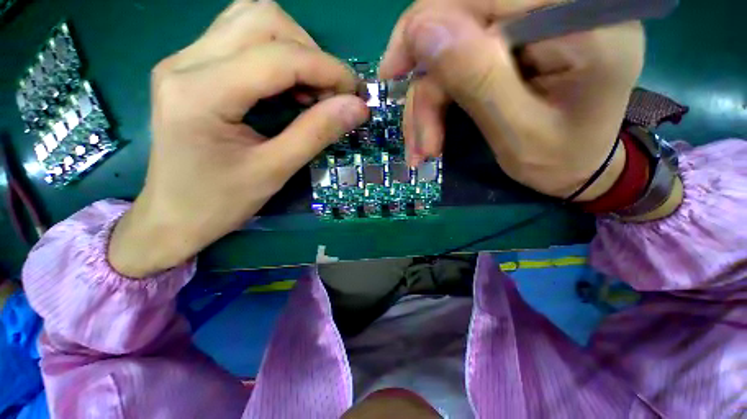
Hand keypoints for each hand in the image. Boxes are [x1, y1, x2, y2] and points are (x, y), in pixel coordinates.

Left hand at [109, 0, 368, 277]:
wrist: (172, 216)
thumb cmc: (219, 203)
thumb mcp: (275, 171)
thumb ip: (317, 133)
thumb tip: (357, 107)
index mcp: (200, 93)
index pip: (278, 57)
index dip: (328, 70)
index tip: (356, 94)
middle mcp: (185, 61)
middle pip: (263, 20)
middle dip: (312, 53)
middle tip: (331, 94)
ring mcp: (184, 60)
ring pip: (252, 20)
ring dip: (295, 49)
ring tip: (312, 90)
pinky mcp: (192, 68)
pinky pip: (242, 38)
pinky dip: (278, 55)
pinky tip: (289, 87)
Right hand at [379, 0, 644, 199]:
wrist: (579, 166)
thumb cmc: (559, 160)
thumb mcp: (518, 132)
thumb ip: (478, 77)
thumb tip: (422, 30)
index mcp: (578, 21)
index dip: (423, 26)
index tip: (391, 73)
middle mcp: (557, 8)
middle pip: (459, 22)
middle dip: (427, 87)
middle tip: (419, 139)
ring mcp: (533, 24)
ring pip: (451, 49)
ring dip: (430, 103)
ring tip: (425, 147)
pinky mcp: (514, 43)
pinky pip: (459, 60)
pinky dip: (439, 99)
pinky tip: (433, 131)